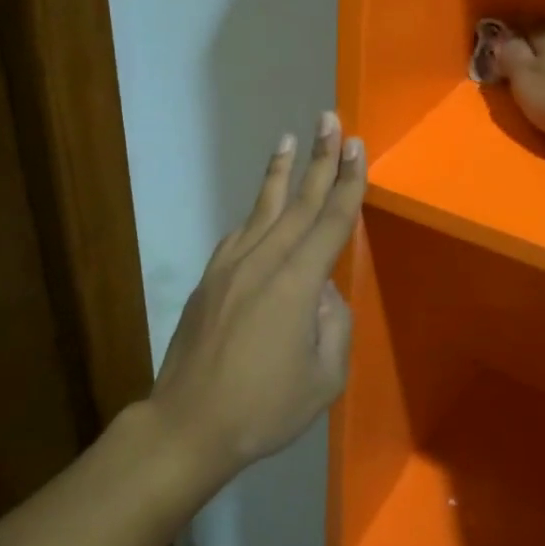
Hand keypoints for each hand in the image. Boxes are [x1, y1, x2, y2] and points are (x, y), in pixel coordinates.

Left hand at [148, 112, 366, 492]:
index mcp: (296, 284)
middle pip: (298, 201)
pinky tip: (262, 205)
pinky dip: (255, 212)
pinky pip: (240, 233)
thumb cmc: (263, 408)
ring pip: (262, 208)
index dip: (347, 182)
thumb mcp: (323, 378)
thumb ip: (334, 325)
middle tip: (330, 120)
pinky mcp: (211, 278)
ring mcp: (231, 266)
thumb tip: (324, 293)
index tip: (357, 146)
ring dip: (280, 172)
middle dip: (319, 158)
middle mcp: (263, 262)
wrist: (187, 425)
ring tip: (288, 138)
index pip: (331, 221)